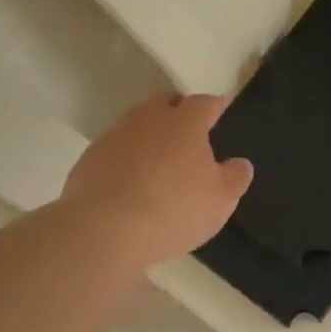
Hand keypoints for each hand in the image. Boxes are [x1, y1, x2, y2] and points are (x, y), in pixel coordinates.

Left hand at [62, 93, 252, 267]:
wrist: (105, 228)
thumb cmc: (174, 208)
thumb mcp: (220, 200)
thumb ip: (234, 178)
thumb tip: (241, 163)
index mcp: (185, 122)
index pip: (205, 102)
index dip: (217, 104)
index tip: (223, 105)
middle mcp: (149, 118)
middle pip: (166, 103)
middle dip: (179, 111)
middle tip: (189, 130)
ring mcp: (115, 136)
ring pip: (138, 125)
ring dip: (150, 136)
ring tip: (159, 159)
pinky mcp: (90, 159)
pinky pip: (115, 150)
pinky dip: (126, 158)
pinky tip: (130, 182)